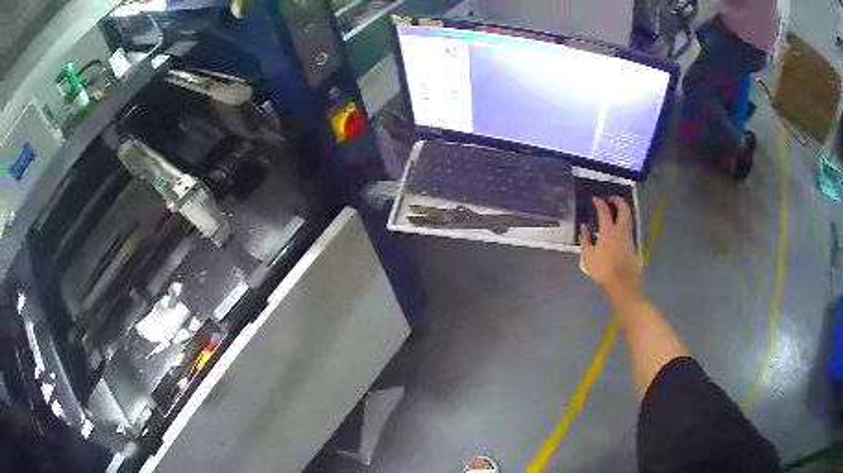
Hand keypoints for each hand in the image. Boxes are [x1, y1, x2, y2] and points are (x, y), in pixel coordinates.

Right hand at [579, 197, 642, 304]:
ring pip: (628, 218)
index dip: (599, 202)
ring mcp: (628, 237)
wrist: (623, 284)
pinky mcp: (632, 245)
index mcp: (609, 231)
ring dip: (621, 211)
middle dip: (617, 200)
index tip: (595, 198)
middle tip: (610, 198)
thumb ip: (585, 240)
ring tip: (614, 212)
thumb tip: (583, 227)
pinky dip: (622, 223)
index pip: (604, 211)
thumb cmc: (604, 270)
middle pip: (623, 209)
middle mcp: (621, 230)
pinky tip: (615, 230)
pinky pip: (627, 228)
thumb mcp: (588, 256)